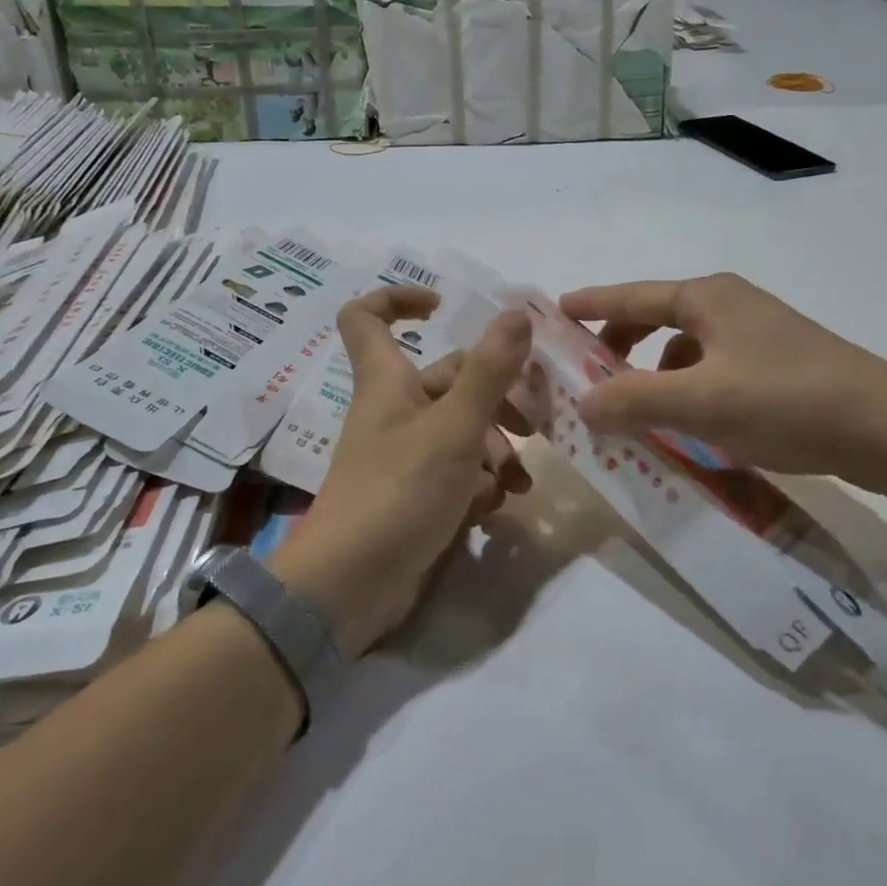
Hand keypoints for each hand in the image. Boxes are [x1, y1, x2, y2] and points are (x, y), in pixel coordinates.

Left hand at [270, 287, 532, 656]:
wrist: (352, 586)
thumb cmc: (399, 492)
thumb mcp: (454, 428)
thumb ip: (489, 371)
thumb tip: (516, 311)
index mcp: (388, 382)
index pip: (367, 317)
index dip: (399, 299)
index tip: (445, 306)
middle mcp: (395, 411)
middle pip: (449, 379)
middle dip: (497, 397)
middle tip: (534, 424)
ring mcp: (405, 455)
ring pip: (463, 429)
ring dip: (498, 448)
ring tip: (519, 480)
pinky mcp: (417, 493)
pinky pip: (458, 471)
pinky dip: (481, 482)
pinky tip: (498, 505)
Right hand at [559, 273, 886, 491]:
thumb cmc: (784, 400)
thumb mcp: (698, 403)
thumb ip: (632, 401)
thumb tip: (580, 402)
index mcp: (707, 299)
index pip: (632, 296)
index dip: (592, 304)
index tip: (555, 312)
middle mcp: (730, 306)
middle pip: (656, 319)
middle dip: (620, 347)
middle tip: (590, 377)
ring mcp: (758, 335)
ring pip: (685, 350)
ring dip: (654, 375)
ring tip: (637, 412)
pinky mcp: (777, 365)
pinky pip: (712, 371)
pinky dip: (688, 391)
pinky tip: (690, 426)